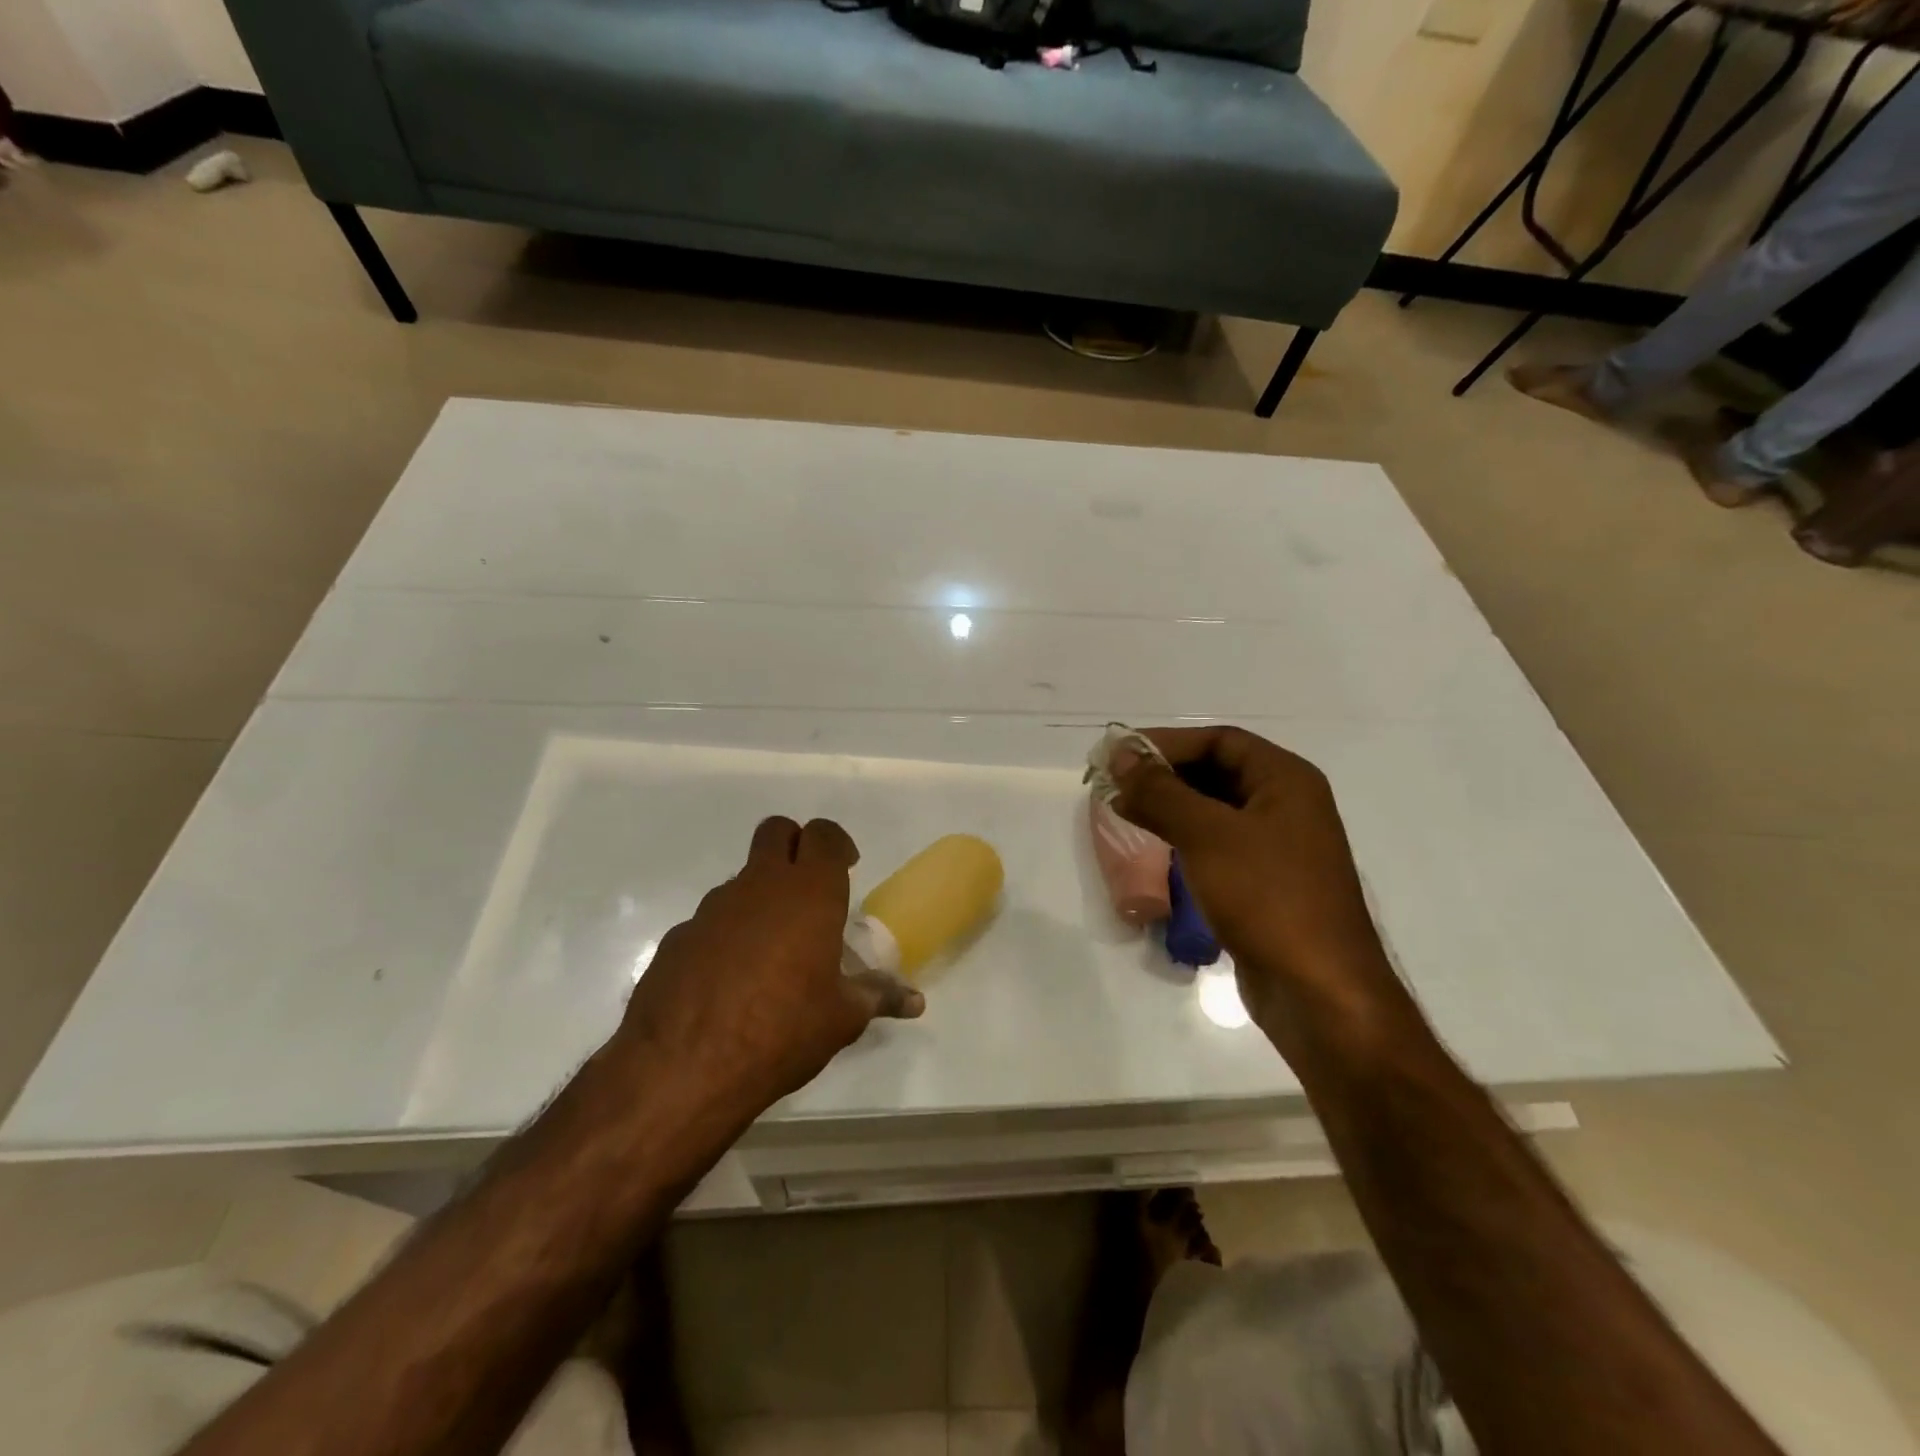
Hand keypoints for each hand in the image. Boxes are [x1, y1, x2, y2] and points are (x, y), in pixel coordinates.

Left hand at [614, 817, 923, 1117]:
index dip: (837, 844)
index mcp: (809, 893)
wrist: (683, 1068)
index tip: (847, 868)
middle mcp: (760, 886)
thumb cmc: (782, 1031)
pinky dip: (729, 935)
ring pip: (744, 878)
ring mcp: (713, 908)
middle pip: (777, 831)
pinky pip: (713, 920)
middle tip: (810, 889)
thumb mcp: (841, 1018)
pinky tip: (732, 982)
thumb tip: (915, 1002)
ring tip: (774, 953)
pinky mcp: (679, 936)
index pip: (824, 835)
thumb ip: (878, 997)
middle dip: (795, 846)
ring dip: (762, 897)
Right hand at [1113, 727, 1396, 1028]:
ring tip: (1126, 812)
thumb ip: (1160, 791)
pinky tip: (1155, 848)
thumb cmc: (1267, 897)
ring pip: (1215, 810)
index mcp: (1286, 780)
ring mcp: (1279, 847)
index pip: (1220, 740)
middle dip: (1165, 775)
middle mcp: (1287, 805)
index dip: (1168, 743)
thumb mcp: (1207, 835)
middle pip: (1218, 771)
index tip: (1121, 755)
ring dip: (1171, 806)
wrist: (1319, 992)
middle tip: (1115, 784)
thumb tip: (1120, 756)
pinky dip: (1185, 838)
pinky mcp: (1266, 883)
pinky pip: (1219, 844)